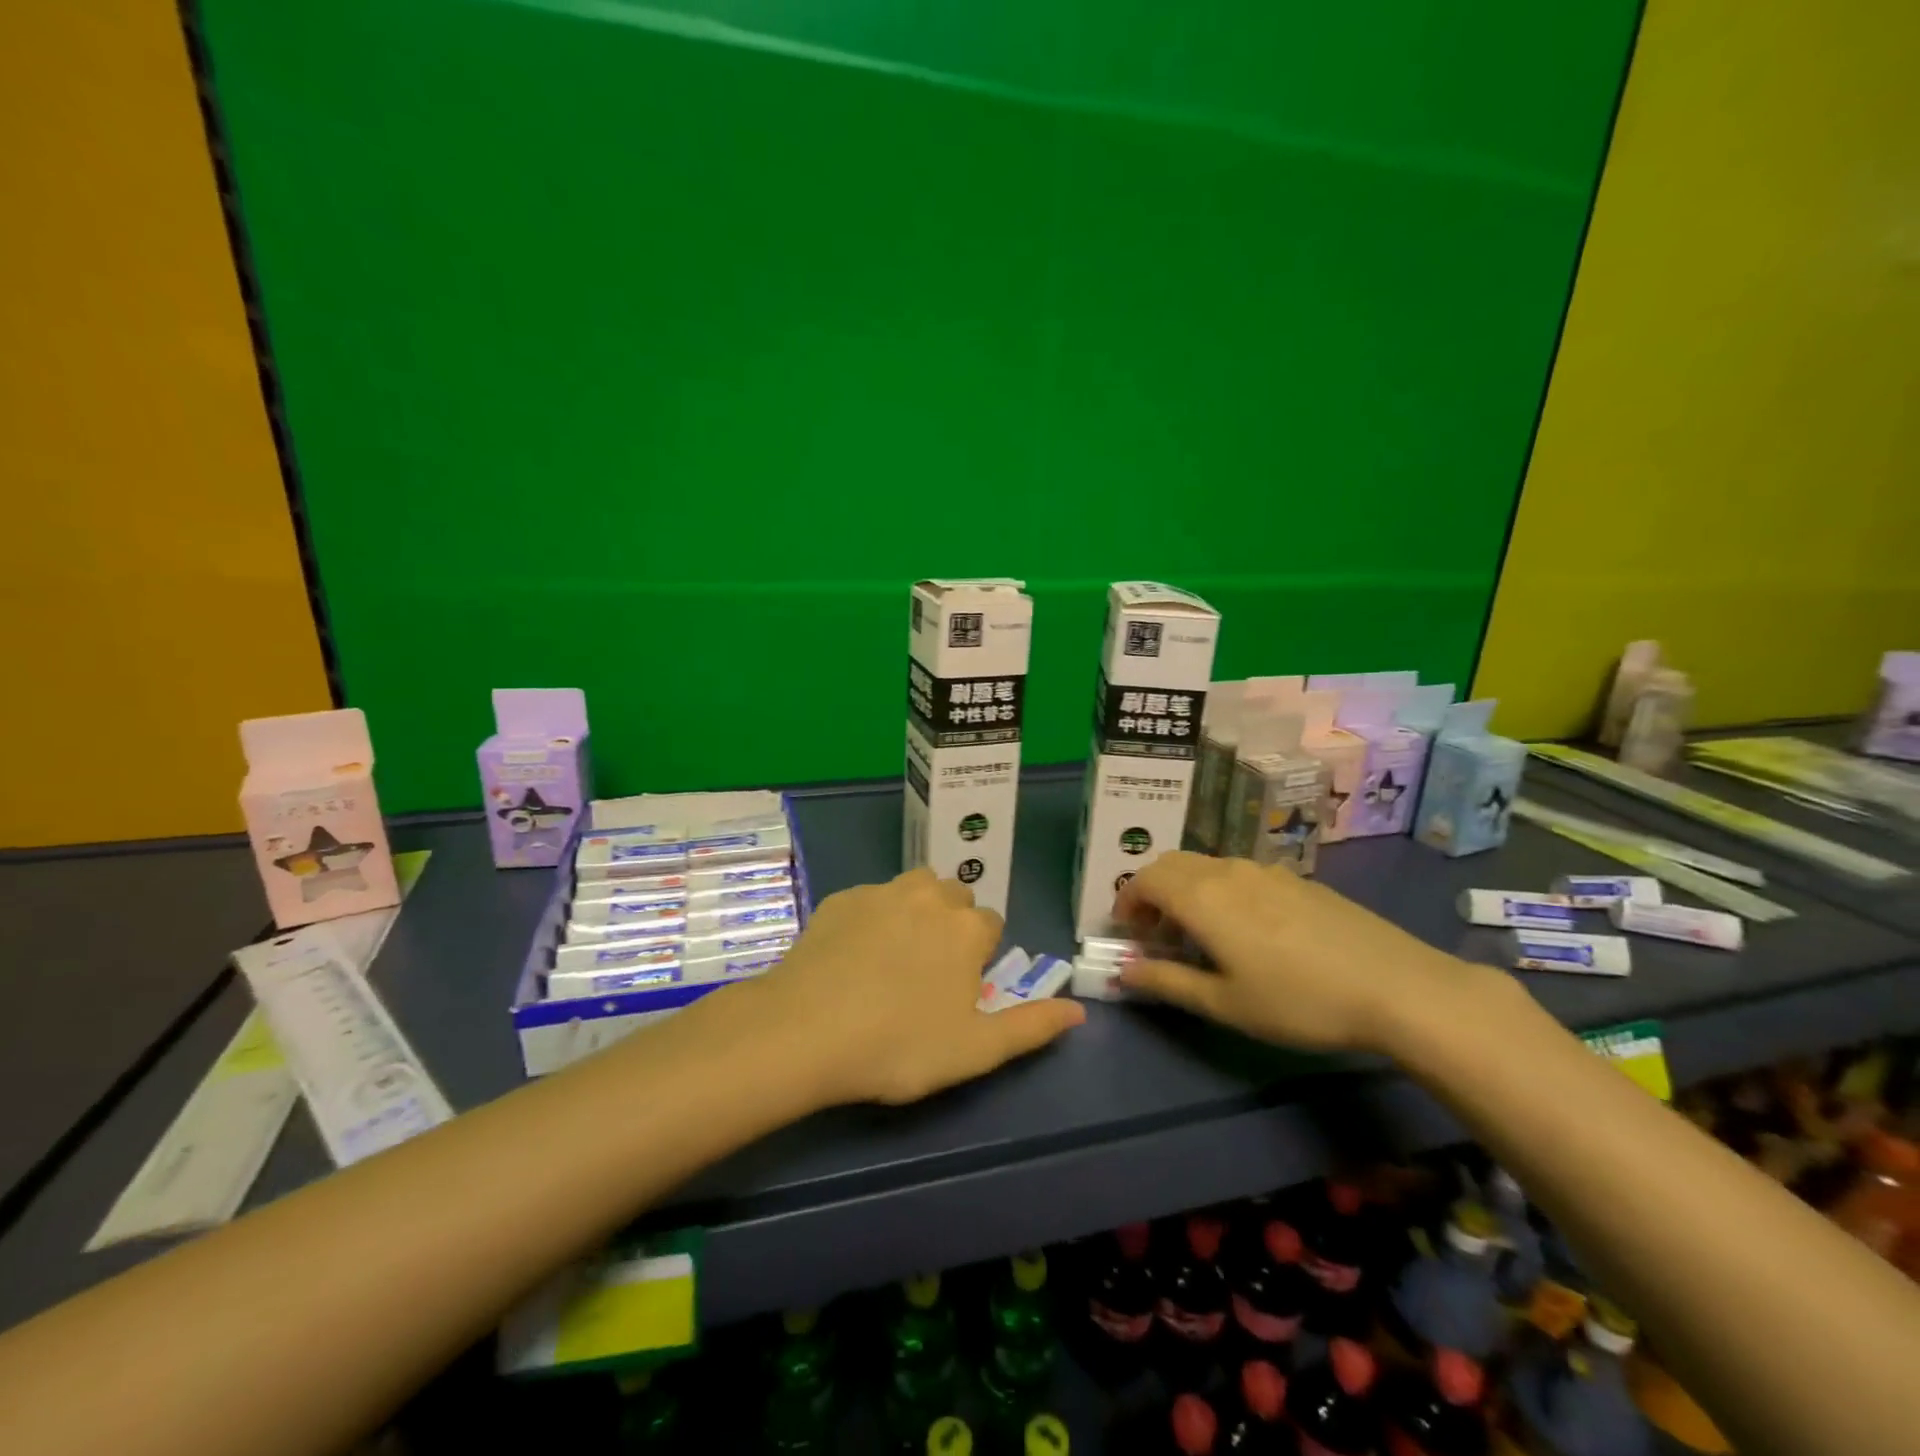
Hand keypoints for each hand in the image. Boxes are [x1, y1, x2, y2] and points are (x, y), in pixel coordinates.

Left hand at [741, 868, 1083, 1105]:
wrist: (805, 1031)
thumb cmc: (900, 1045)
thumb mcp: (975, 1049)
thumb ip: (1031, 1026)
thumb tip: (1079, 1011)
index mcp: (967, 928)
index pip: (991, 924)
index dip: (980, 954)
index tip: (959, 988)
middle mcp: (930, 896)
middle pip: (954, 897)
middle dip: (951, 923)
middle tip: (927, 972)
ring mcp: (881, 891)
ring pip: (913, 887)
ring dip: (915, 909)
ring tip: (894, 954)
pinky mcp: (841, 897)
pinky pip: (870, 898)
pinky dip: (872, 916)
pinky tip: (851, 955)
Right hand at [1113, 852, 1477, 1052]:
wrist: (1395, 985)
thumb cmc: (1298, 1000)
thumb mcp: (1225, 1003)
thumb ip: (1167, 981)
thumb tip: (1122, 970)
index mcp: (1202, 897)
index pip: (1144, 879)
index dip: (1126, 902)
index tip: (1127, 933)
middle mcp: (1227, 871)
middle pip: (1171, 864)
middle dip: (1151, 892)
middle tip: (1156, 933)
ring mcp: (1265, 870)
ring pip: (1206, 866)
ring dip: (1185, 889)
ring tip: (1198, 933)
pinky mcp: (1296, 878)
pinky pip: (1239, 873)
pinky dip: (1219, 889)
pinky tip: (1247, 929)